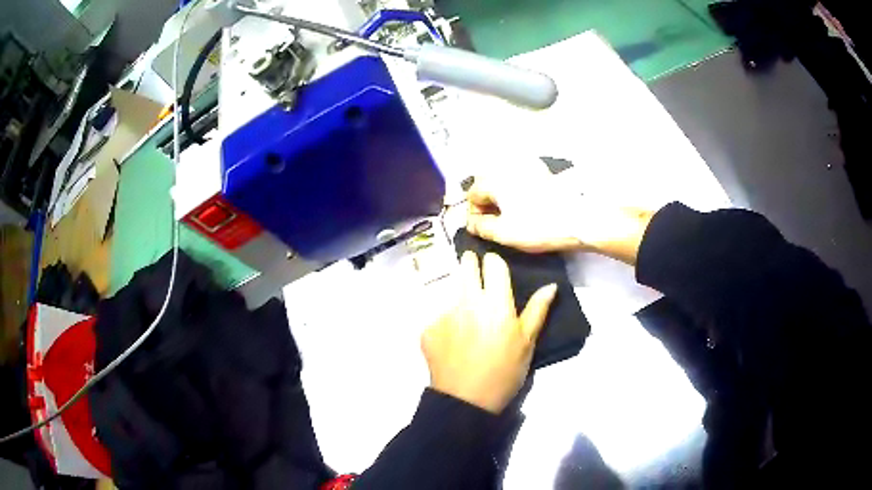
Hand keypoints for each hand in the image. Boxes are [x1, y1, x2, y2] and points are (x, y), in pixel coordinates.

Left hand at [421, 251, 556, 413]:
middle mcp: (467, 300)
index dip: (495, 262)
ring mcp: (443, 313)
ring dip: (460, 296)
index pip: (492, 262)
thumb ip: (537, 310)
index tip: (495, 268)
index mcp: (496, 302)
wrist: (465, 402)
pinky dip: (447, 322)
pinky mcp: (427, 328)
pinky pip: (438, 316)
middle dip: (471, 264)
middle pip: (465, 265)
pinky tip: (453, 341)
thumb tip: (550, 285)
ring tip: (468, 319)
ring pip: (451, 290)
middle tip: (478, 276)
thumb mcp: (527, 343)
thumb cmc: (504, 372)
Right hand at [466, 177, 653, 264]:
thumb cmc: (539, 227)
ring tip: (509, 218)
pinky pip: (519, 179)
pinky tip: (525, 208)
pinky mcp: (542, 172)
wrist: (579, 219)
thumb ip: (482, 228)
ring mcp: (527, 167)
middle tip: (495, 225)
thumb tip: (472, 223)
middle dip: (486, 204)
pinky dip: (515, 192)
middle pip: (486, 184)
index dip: (474, 214)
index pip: (472, 194)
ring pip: (503, 181)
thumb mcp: (505, 233)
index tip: (483, 229)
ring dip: (500, 198)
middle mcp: (508, 167)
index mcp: (496, 180)